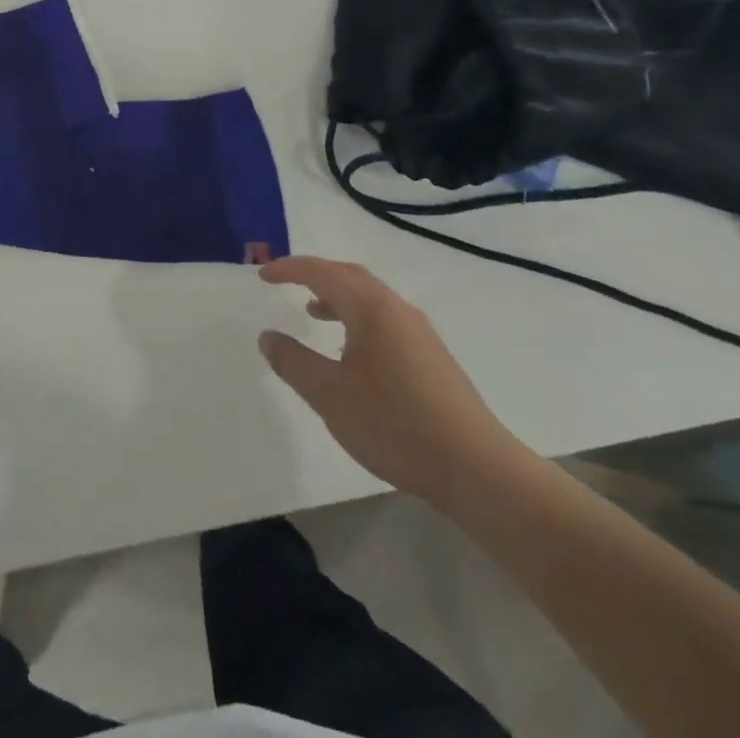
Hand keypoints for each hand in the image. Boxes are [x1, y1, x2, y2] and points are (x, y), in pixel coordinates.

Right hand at [258, 257, 526, 511]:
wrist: (476, 469)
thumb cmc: (395, 425)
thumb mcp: (330, 395)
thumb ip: (293, 362)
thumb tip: (268, 336)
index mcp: (371, 308)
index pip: (322, 272)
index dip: (289, 269)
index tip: (262, 276)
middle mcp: (396, 309)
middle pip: (349, 275)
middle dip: (314, 274)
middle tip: (285, 282)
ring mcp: (419, 332)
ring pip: (369, 297)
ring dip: (336, 296)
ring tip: (312, 313)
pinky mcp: (431, 355)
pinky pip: (383, 318)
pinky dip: (356, 317)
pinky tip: (349, 351)